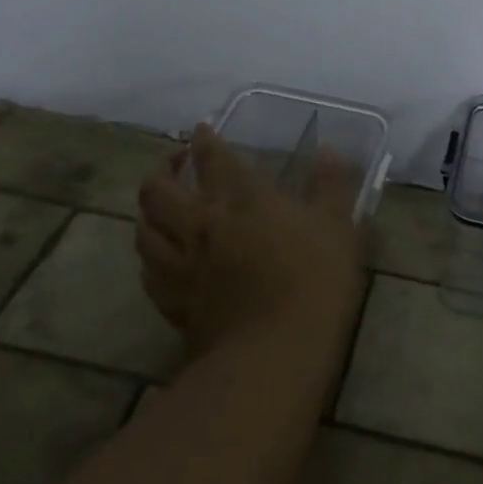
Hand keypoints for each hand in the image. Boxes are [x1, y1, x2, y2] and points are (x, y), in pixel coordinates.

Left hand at [136, 124, 366, 358]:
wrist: (276, 353)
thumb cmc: (314, 280)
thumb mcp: (338, 226)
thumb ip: (331, 186)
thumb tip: (329, 152)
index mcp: (241, 198)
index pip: (213, 157)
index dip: (203, 140)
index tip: (200, 131)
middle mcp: (202, 224)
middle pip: (159, 190)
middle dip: (161, 170)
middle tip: (174, 164)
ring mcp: (182, 265)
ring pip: (144, 230)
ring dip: (147, 212)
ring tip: (158, 207)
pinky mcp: (174, 303)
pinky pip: (148, 272)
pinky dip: (150, 257)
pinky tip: (158, 259)